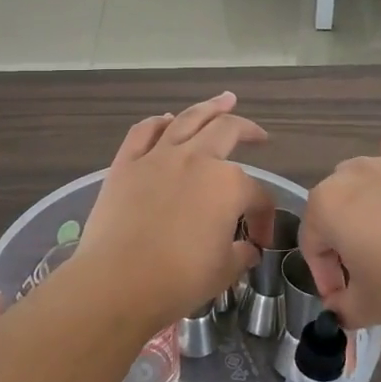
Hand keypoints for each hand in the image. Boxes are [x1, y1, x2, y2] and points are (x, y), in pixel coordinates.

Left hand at [69, 93, 275, 329]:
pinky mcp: (126, 164)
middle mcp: (196, 159)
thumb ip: (240, 254)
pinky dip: (157, 122)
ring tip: (224, 99)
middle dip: (248, 131)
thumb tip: (248, 249)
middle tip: (258, 135)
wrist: (117, 282)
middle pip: (228, 132)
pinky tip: (166, 119)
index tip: (259, 241)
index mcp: (228, 185)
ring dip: (210, 107)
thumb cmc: (177, 280)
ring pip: (188, 120)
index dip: (264, 217)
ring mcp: (158, 157)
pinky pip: (143, 132)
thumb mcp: (223, 272)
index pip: (258, 194)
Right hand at [300, 118, 380, 332]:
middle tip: (366, 276)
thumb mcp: (368, 308)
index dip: (325, 277)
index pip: (312, 243)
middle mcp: (351, 174)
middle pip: (332, 209)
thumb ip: (341, 306)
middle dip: (341, 242)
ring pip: (359, 180)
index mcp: (327, 205)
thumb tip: (339, 306)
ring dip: (363, 208)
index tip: (344, 299)